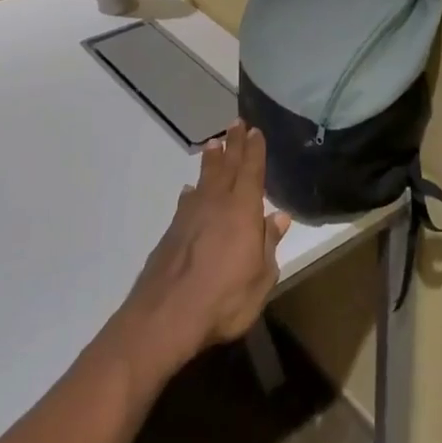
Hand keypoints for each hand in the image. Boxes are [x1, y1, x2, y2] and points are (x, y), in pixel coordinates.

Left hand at [116, 123, 291, 380]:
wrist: (164, 318)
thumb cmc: (223, 300)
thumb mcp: (261, 278)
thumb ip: (268, 245)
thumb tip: (278, 217)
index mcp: (242, 211)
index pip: (251, 172)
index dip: (254, 150)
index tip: (256, 131)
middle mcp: (215, 205)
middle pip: (226, 168)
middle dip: (233, 145)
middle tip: (235, 123)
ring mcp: (189, 218)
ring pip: (203, 181)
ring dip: (211, 162)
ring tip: (213, 145)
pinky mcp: (171, 234)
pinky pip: (186, 203)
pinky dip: (191, 193)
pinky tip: (189, 192)